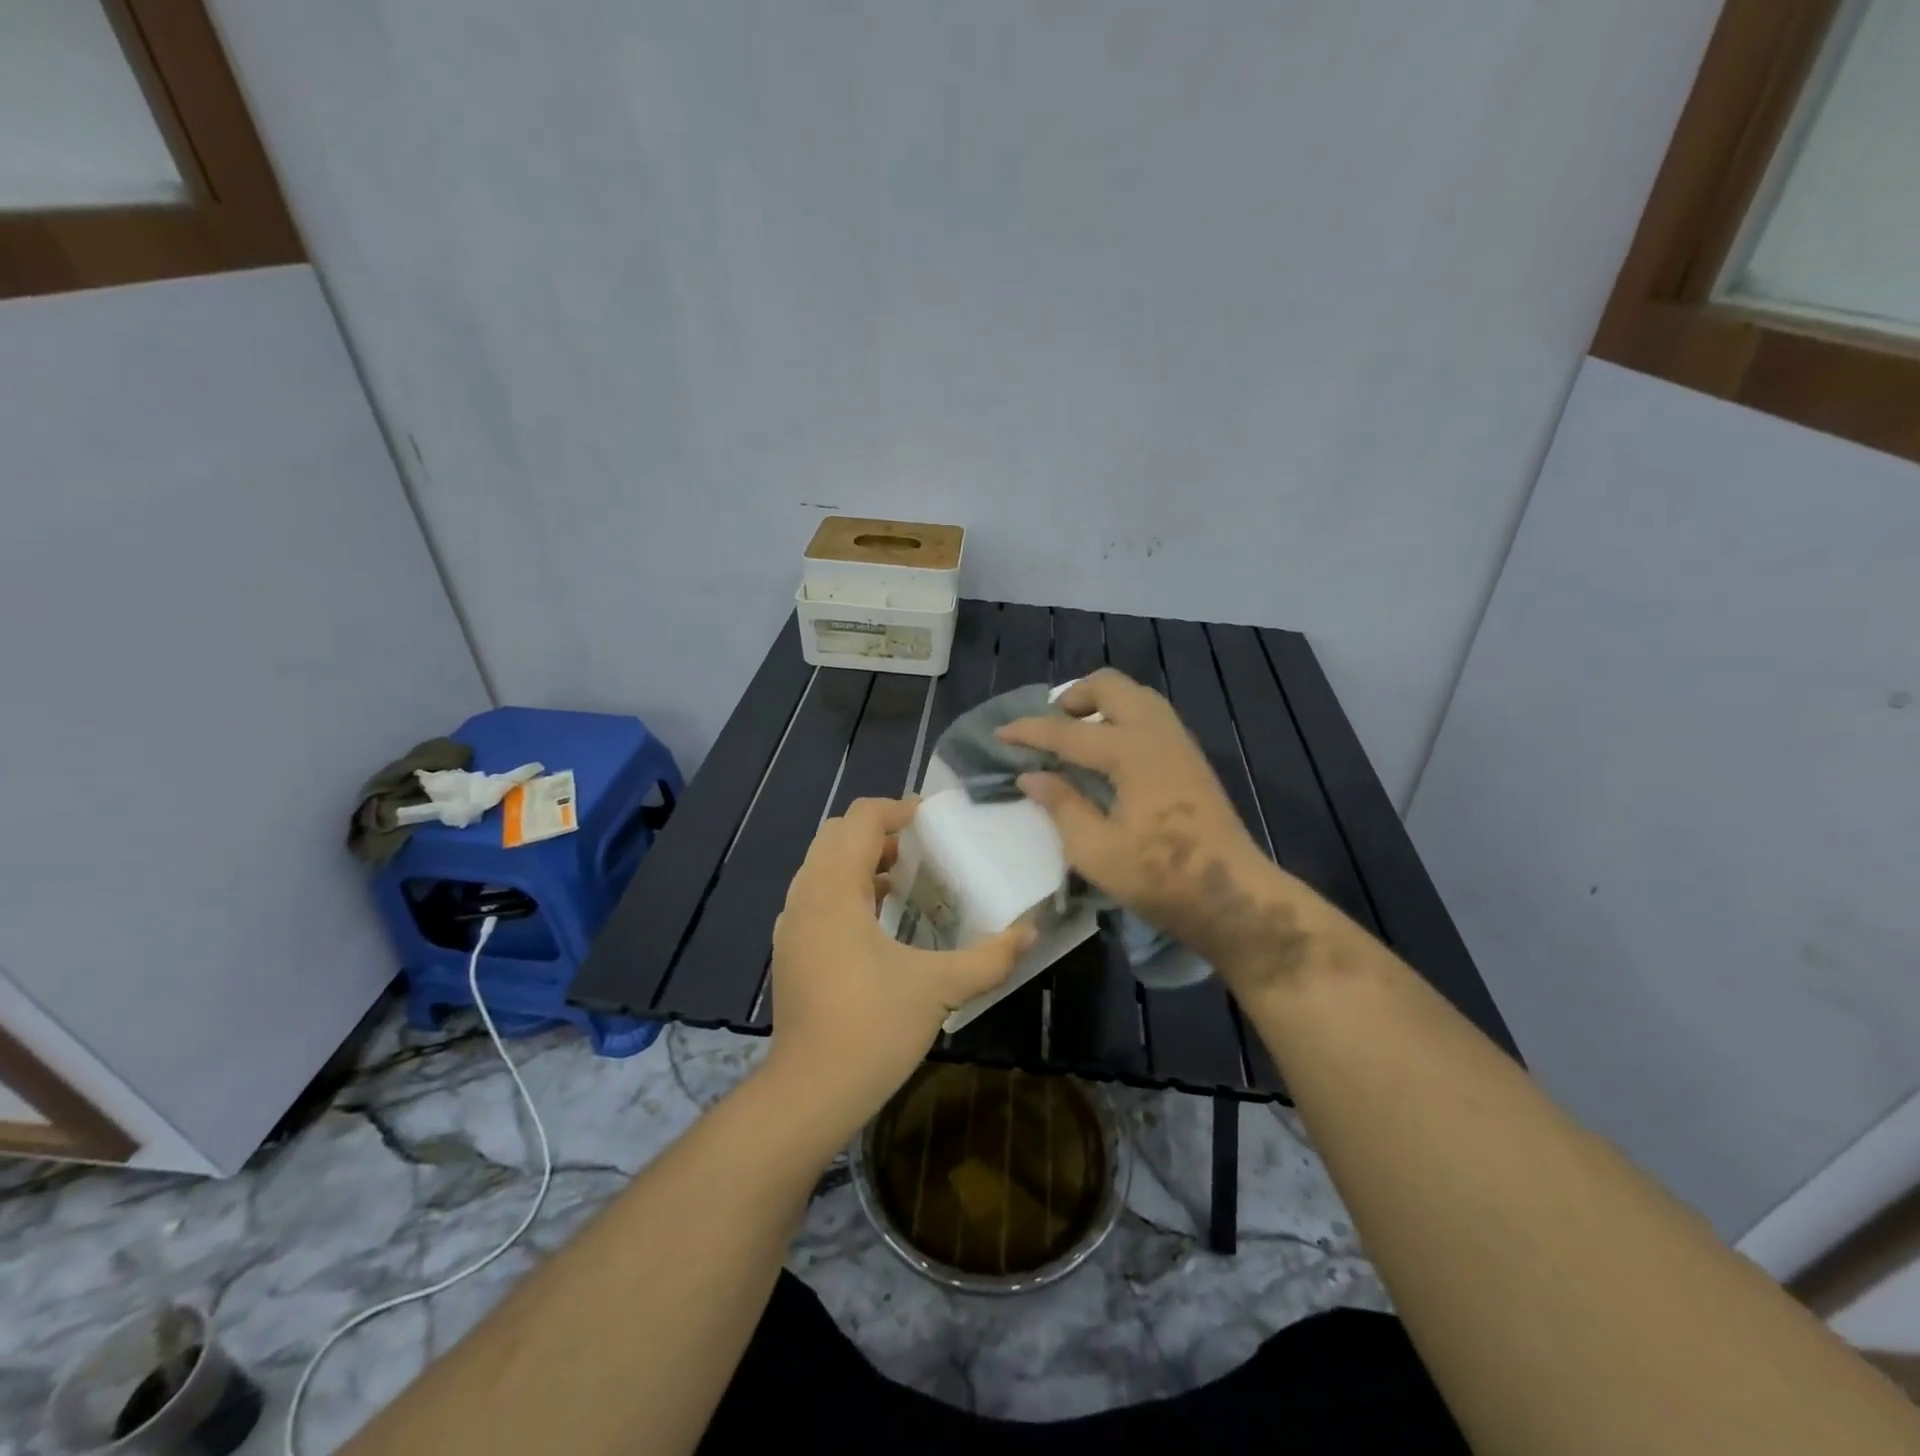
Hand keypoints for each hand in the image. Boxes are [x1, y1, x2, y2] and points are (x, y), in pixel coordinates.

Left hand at [764, 797, 1033, 1141]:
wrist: (809, 1091)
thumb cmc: (873, 1029)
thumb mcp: (939, 988)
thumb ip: (990, 957)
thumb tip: (1031, 932)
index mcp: (835, 890)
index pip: (860, 819)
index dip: (897, 809)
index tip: (932, 822)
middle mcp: (805, 895)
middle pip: (835, 834)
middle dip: (877, 831)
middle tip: (920, 850)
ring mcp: (791, 923)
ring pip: (821, 864)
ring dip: (859, 859)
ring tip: (903, 880)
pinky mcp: (789, 948)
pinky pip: (815, 894)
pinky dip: (844, 887)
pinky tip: (877, 920)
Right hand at [998, 670, 1308, 987]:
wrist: (1233, 896)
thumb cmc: (1161, 877)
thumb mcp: (1096, 851)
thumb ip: (1061, 806)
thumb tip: (1031, 775)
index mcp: (1131, 752)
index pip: (1068, 731)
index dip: (1030, 731)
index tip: (999, 734)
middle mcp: (1156, 733)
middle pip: (1110, 686)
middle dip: (1072, 697)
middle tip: (1048, 726)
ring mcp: (1179, 742)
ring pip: (1135, 696)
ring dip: (1100, 703)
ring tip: (1075, 734)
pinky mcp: (1190, 757)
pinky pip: (1150, 714)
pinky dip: (1121, 716)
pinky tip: (1108, 751)